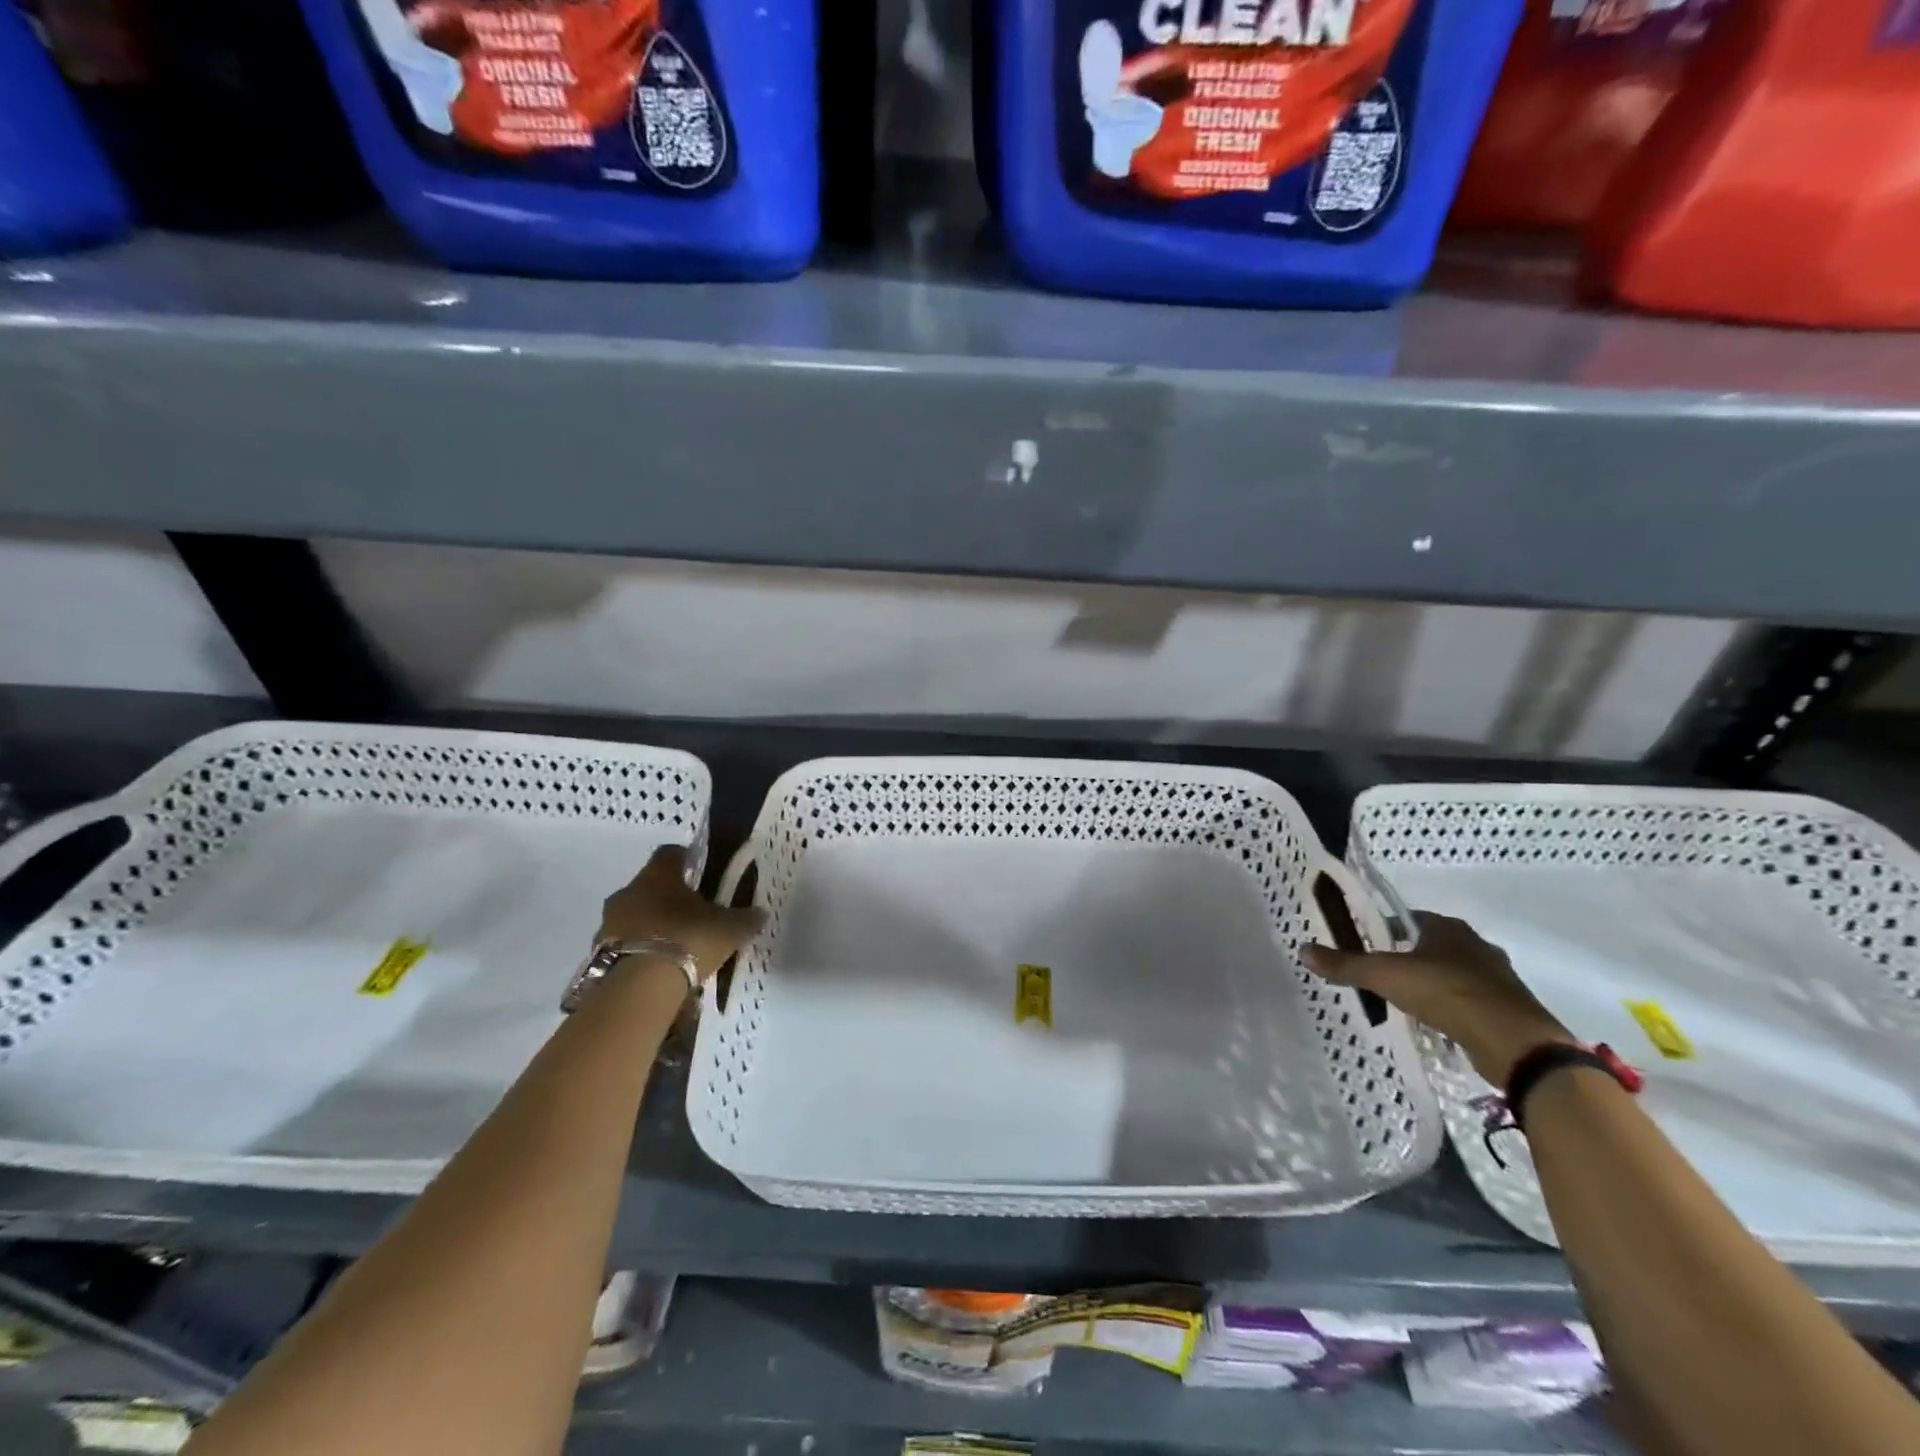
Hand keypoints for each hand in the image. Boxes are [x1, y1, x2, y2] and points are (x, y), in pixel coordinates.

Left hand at [598, 845, 764, 982]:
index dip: (686, 859)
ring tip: (675, 946)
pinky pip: (623, 943)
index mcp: (658, 875)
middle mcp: (629, 892)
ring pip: (633, 915)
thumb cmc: (688, 940)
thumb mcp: (729, 929)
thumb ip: (745, 918)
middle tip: (692, 913)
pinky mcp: (598, 953)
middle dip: (668, 896)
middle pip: (649, 885)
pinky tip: (658, 967)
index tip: (700, 871)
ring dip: (651, 924)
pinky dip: (639, 949)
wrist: (639, 988)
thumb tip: (759, 913)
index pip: (670, 853)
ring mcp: (609, 923)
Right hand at [1301, 912, 1571, 1084]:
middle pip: (1431, 946)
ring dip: (1431, 985)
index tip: (1365, 944)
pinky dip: (1452, 1009)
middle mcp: (1475, 946)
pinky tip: (1436, 1024)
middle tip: (1380, 975)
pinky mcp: (1508, 1009)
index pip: (1408, 918)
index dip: (1384, 928)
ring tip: (1404, 1002)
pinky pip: (1470, 1002)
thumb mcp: (1386, 976)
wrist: (1514, 1043)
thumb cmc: (1446, 993)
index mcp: (1447, 928)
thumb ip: (1346, 965)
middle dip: (1407, 958)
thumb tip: (1303, 950)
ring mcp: (1496, 978)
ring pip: (1453, 974)